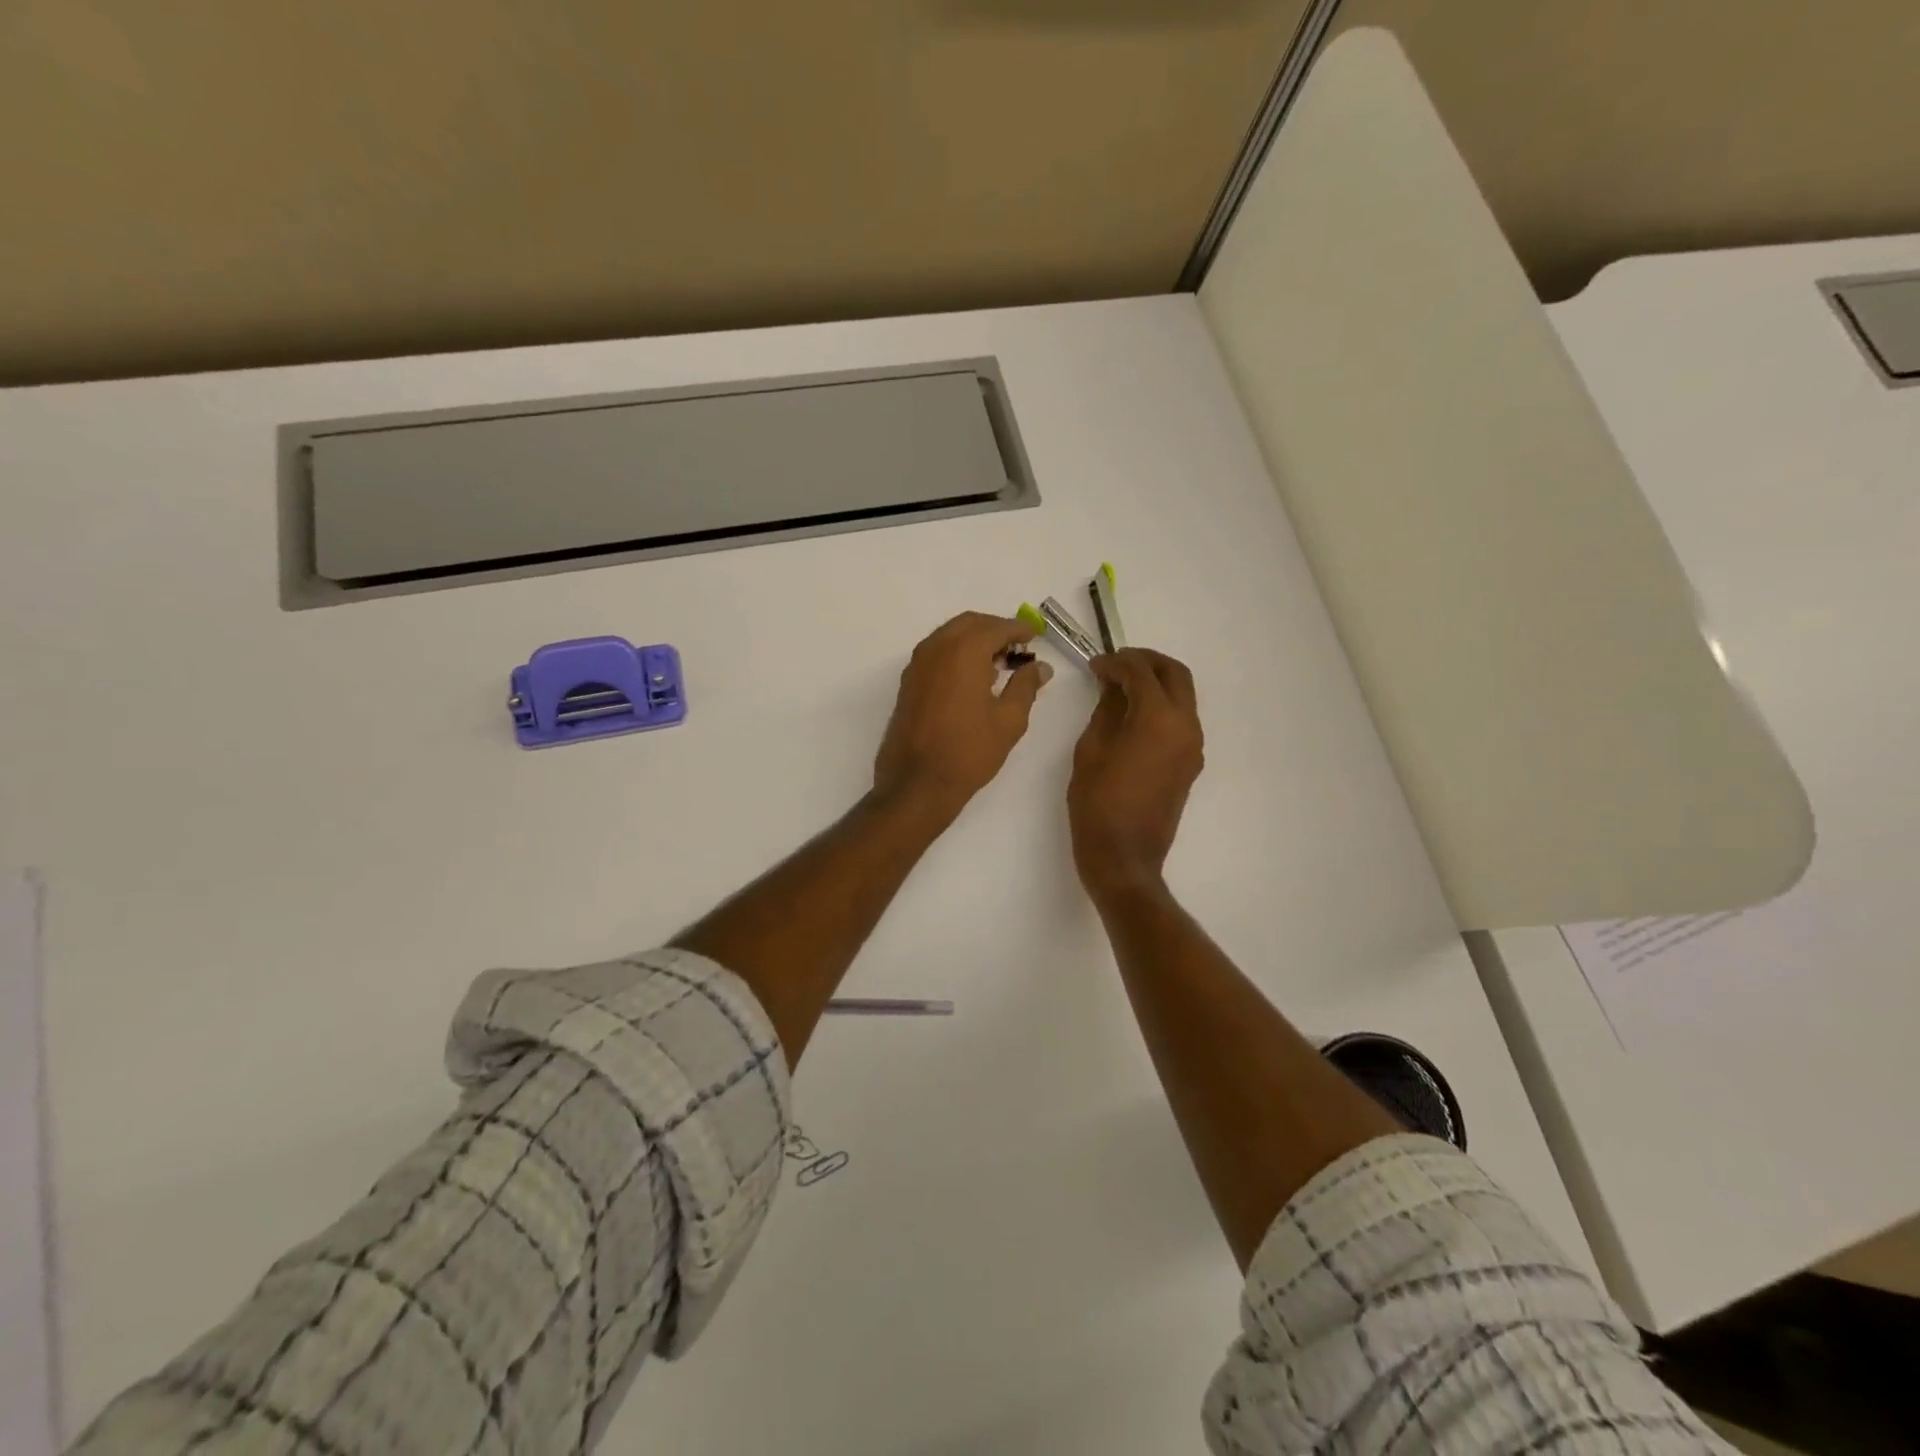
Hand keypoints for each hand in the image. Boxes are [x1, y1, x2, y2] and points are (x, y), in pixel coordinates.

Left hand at [873, 612, 1051, 820]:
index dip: (1019, 629)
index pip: (997, 627)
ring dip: (975, 640)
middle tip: (1018, 648)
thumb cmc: (969, 751)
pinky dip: (956, 653)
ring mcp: (918, 664)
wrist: (917, 782)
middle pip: (970, 624)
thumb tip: (1040, 667)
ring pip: (950, 635)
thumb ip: (1026, 686)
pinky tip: (972, 677)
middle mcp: (937, 648)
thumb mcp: (1009, 720)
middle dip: (996, 630)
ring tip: (998, 663)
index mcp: (964, 651)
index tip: (1036, 635)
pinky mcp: (908, 681)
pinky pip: (936, 652)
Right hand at [1069, 649, 1204, 899]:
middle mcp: (1186, 725)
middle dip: (1145, 662)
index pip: (1141, 671)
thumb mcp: (1091, 749)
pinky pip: (1180, 719)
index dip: (1116, 662)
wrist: (1124, 856)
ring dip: (1156, 683)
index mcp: (1158, 718)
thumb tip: (1113, 686)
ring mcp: (1193, 745)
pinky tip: (1132, 716)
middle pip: (1175, 674)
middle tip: (1115, 665)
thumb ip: (1106, 709)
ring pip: (1182, 695)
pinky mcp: (1191, 762)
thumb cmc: (1097, 802)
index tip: (1094, 666)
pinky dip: (1161, 706)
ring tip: (1121, 688)